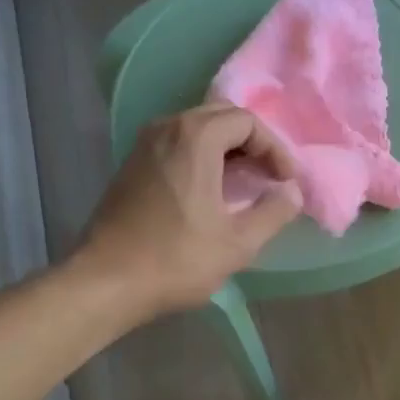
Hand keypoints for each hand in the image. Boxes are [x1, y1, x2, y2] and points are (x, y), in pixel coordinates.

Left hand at [77, 106, 301, 318]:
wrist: (107, 281)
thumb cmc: (177, 260)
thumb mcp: (238, 243)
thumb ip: (273, 212)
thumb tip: (292, 193)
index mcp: (195, 137)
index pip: (247, 121)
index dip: (275, 149)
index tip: (286, 181)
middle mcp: (166, 128)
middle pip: (221, 117)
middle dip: (252, 144)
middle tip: (270, 178)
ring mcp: (144, 145)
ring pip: (196, 130)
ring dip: (226, 150)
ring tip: (245, 185)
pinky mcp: (132, 166)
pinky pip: (176, 146)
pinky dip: (201, 159)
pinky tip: (211, 193)